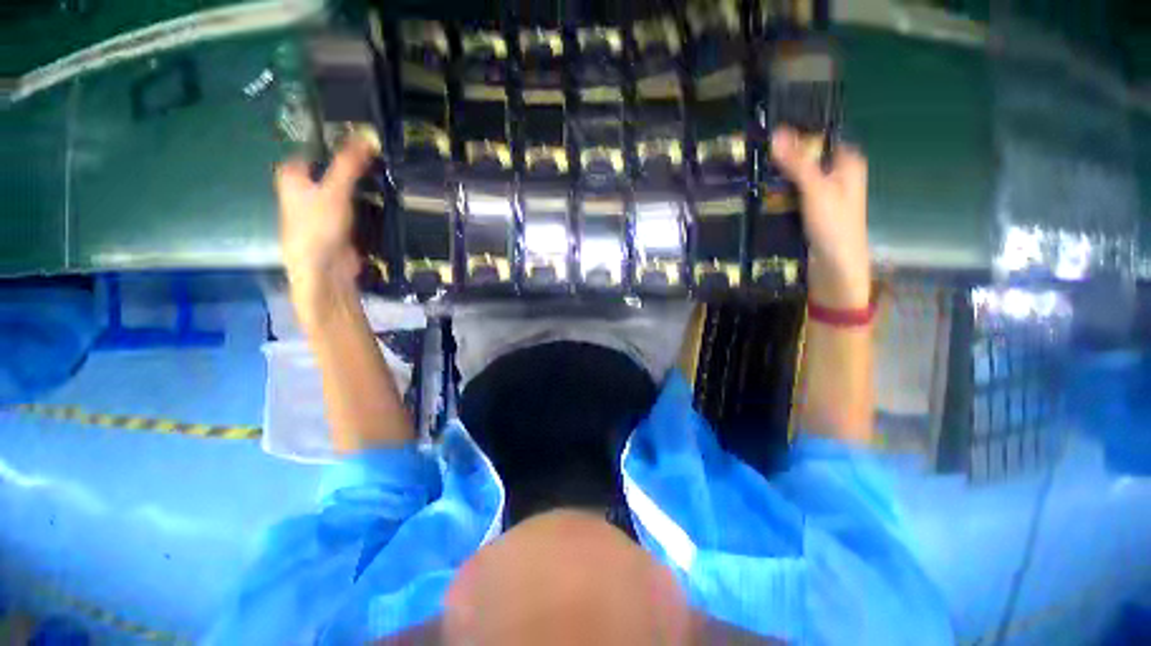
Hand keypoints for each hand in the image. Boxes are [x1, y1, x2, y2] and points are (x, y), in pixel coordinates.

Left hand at [275, 137, 376, 323]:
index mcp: (293, 176)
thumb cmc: (318, 226)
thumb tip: (367, 135)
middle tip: (381, 160)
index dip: (338, 144)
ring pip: (347, 188)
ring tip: (386, 178)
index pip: (316, 150)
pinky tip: (383, 200)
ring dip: (365, 186)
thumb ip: (349, 163)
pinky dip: (368, 203)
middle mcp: (304, 189)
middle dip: (356, 167)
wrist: (325, 269)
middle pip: (333, 169)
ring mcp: (323, 208)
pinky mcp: (340, 224)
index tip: (365, 142)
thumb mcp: (334, 190)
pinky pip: (356, 206)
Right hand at [771, 127, 870, 308]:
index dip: (798, 134)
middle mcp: (838, 175)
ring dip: (779, 178)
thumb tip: (776, 133)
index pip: (820, 138)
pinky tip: (763, 195)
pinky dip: (780, 194)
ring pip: (798, 178)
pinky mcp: (812, 212)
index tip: (770, 135)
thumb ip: (797, 162)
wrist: (836, 265)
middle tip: (755, 156)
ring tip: (753, 173)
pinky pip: (793, 195)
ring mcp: (824, 195)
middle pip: (807, 159)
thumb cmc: (834, 224)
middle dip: (783, 158)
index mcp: (847, 162)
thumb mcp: (815, 188)